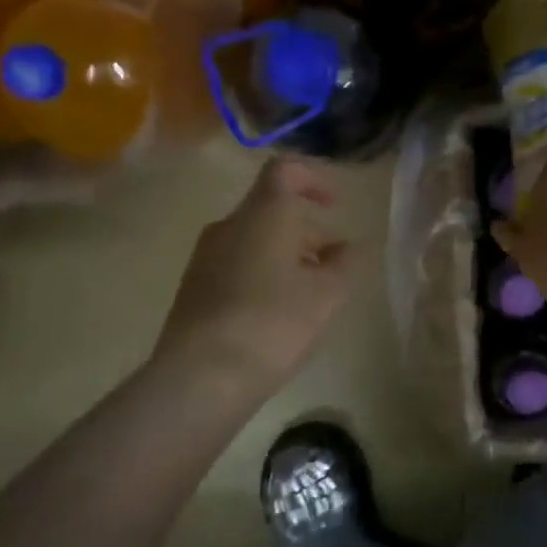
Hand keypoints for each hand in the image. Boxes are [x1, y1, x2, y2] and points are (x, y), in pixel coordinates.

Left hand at [154, 156, 354, 399]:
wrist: (202, 375)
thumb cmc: (274, 323)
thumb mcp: (327, 294)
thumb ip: (346, 263)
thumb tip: (353, 246)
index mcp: (263, 214)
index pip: (285, 170)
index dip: (314, 179)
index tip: (335, 206)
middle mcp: (229, 225)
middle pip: (271, 211)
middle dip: (308, 232)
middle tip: (335, 265)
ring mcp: (205, 257)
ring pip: (254, 241)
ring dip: (287, 256)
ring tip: (311, 295)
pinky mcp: (194, 288)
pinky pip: (237, 266)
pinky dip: (263, 276)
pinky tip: (278, 314)